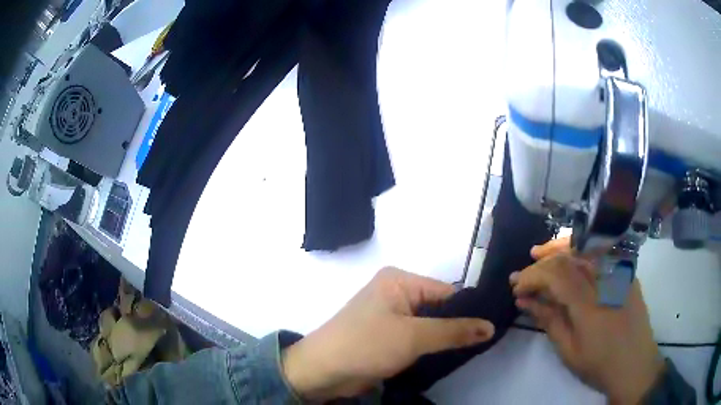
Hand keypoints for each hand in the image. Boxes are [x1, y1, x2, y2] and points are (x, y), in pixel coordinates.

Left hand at [282, 267, 494, 400]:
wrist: (322, 372)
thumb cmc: (366, 346)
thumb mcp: (414, 337)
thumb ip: (454, 332)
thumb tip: (491, 327)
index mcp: (399, 281)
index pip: (447, 292)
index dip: (468, 311)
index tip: (491, 329)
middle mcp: (396, 294)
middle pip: (439, 309)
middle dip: (457, 327)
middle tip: (484, 343)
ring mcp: (390, 317)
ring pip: (429, 326)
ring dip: (444, 340)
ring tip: (471, 352)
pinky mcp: (387, 337)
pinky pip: (417, 338)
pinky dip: (430, 348)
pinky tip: (449, 358)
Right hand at [510, 238, 663, 403]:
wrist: (635, 365)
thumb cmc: (599, 364)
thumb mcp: (569, 350)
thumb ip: (548, 320)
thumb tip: (525, 301)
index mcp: (590, 304)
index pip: (556, 275)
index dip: (533, 276)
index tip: (516, 286)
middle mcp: (606, 280)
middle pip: (570, 257)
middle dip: (542, 262)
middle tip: (523, 273)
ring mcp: (620, 273)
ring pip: (586, 247)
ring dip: (560, 249)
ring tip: (541, 254)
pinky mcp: (627, 273)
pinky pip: (601, 252)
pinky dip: (581, 251)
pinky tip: (571, 257)